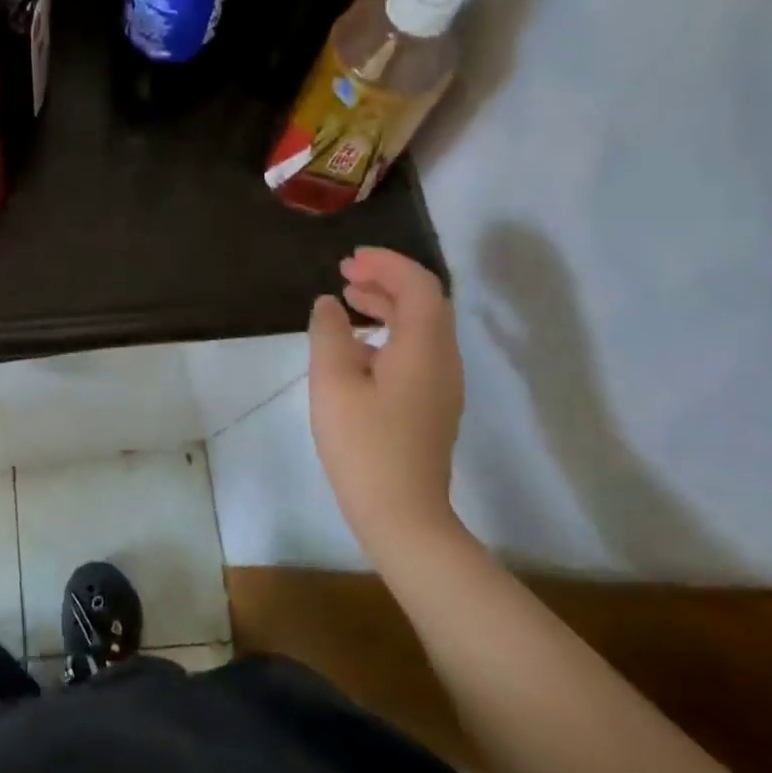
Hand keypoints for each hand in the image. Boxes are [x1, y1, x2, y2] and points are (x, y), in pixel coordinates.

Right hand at [308, 248, 465, 562]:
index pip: (419, 286)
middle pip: (425, 302)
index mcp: (424, 348)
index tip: (350, 258)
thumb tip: (328, 305)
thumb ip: (330, 334)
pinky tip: (357, 345)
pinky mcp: (432, 404)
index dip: (387, 263)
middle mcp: (443, 360)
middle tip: (345, 273)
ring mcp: (441, 385)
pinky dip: (390, 331)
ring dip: (388, 304)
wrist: (401, 514)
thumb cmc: (364, 445)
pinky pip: (417, 349)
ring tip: (348, 298)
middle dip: (387, 279)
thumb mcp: (333, 382)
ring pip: (422, 327)